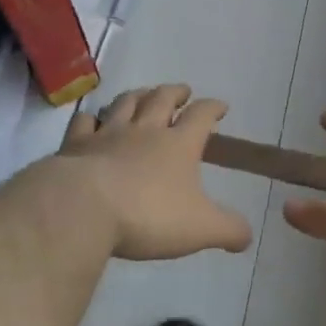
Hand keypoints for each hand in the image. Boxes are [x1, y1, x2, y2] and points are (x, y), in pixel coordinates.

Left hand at [61, 84, 253, 260]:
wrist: (85, 208)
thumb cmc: (148, 215)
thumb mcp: (200, 228)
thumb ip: (228, 230)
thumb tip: (248, 235)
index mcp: (178, 144)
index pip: (201, 115)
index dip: (213, 108)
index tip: (220, 107)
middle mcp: (145, 130)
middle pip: (162, 98)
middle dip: (176, 92)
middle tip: (183, 91)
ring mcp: (108, 133)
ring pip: (126, 103)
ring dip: (138, 95)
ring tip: (144, 94)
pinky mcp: (77, 144)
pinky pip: (85, 122)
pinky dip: (91, 118)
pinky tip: (92, 120)